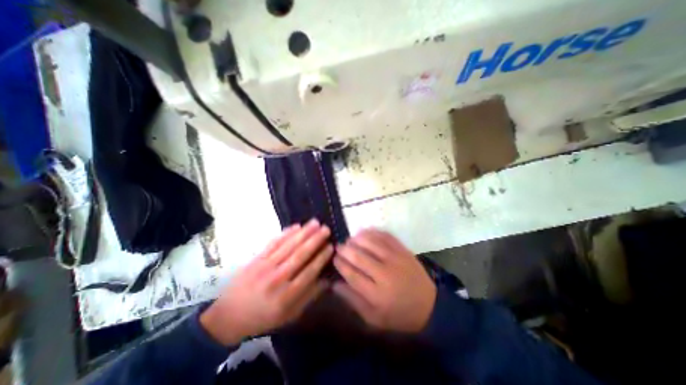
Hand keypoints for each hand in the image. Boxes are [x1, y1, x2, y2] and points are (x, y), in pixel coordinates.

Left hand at [200, 220, 333, 345]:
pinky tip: (296, 226)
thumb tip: (327, 280)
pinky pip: (274, 243)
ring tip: (315, 223)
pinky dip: (286, 233)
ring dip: (303, 233)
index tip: (331, 246)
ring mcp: (265, 266)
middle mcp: (277, 279)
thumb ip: (309, 297)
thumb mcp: (289, 315)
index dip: (321, 258)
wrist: (228, 316)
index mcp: (287, 296)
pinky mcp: (256, 259)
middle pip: (300, 255)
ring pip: (288, 246)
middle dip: (315, 240)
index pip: (309, 272)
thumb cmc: (263, 317)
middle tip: (326, 229)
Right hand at [335, 229, 438, 333]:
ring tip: (350, 239)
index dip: (340, 264)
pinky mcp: (403, 251)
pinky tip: (365, 232)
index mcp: (376, 294)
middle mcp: (385, 274)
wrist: (430, 306)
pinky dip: (373, 232)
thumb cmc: (398, 314)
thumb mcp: (373, 318)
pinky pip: (385, 237)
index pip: (352, 274)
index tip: (334, 258)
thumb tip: (334, 284)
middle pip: (359, 257)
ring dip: (357, 239)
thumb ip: (353, 300)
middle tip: (339, 247)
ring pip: (371, 243)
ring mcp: (396, 259)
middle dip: (345, 250)